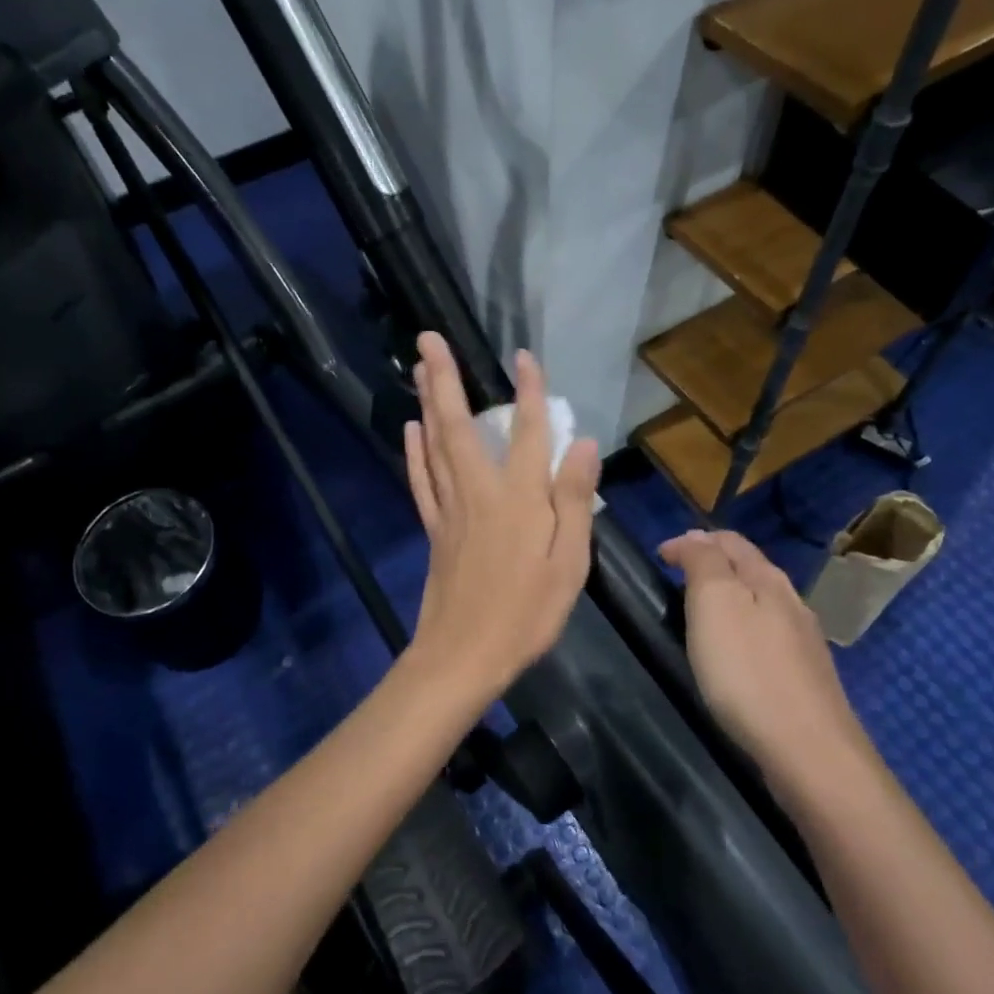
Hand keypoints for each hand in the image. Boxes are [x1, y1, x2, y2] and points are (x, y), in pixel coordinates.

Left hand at [403, 331, 599, 696]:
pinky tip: (411, 429)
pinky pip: (422, 478)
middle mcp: (479, 490)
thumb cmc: (526, 612)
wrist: (464, 655)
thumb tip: (582, 443)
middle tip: (428, 338)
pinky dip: (415, 450)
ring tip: (420, 367)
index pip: (527, 431)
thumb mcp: (569, 563)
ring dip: (427, 401)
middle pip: (458, 424)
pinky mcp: (433, 527)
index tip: (525, 356)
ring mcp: (450, 508)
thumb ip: (573, 500)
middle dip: (444, 377)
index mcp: (519, 497)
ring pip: (434, 443)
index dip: (529, 391)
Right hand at [658, 529, 870, 780]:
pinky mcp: (806, 678)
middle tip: (676, 577)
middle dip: (713, 563)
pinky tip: (734, 653)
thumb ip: (703, 562)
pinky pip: (768, 636)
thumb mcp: (714, 603)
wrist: (809, 752)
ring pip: (761, 602)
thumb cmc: (748, 671)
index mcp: (767, 579)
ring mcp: (803, 642)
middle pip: (749, 568)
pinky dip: (744, 628)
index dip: (692, 540)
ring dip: (730, 596)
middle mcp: (791, 602)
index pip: (729, 541)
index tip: (660, 557)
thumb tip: (696, 537)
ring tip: (699, 612)